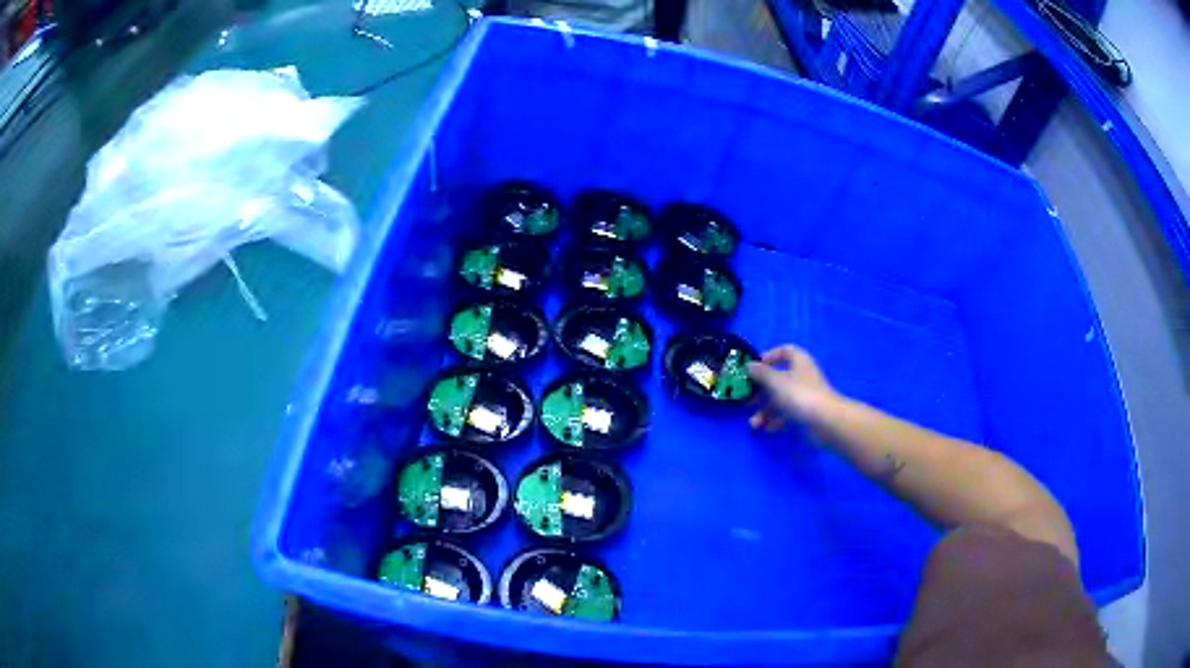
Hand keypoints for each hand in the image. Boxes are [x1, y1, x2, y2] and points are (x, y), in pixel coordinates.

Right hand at [747, 344, 838, 432]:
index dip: (770, 356)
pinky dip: (775, 420)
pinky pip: (786, 413)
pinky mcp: (805, 412)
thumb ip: (761, 373)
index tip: (755, 367)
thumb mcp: (776, 381)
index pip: (785, 351)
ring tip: (754, 423)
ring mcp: (804, 395)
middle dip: (761, 390)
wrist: (825, 422)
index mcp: (799, 361)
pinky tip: (767, 429)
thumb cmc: (800, 395)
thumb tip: (749, 365)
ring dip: (765, 411)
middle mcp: (802, 376)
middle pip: (778, 378)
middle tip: (748, 399)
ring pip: (780, 399)